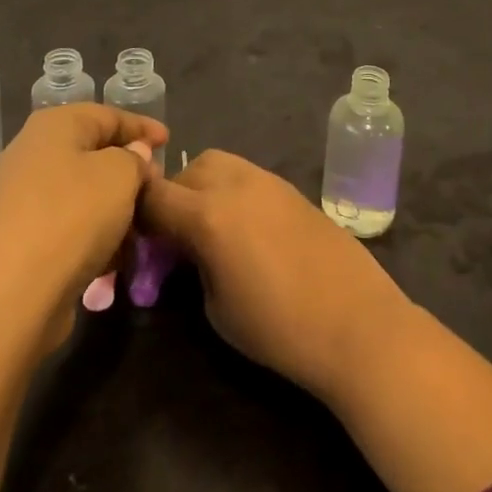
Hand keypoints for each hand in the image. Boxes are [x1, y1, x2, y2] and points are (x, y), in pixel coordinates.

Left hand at [0, 104, 166, 355]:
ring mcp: (17, 200)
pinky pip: (64, 226)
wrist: (8, 299)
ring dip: (111, 207)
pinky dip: (90, 235)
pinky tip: (112, 257)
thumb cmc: (72, 218)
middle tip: (156, 185)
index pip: (107, 115)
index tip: (169, 141)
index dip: (141, 126)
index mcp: (53, 126)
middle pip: (90, 153)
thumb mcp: (120, 176)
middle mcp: (29, 154)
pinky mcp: (14, 242)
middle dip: (127, 169)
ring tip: (140, 227)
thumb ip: (135, 158)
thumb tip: (133, 156)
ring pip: (78, 193)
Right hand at [138, 151, 413, 400]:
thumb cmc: (278, 327)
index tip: (137, 244)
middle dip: (170, 199)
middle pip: (184, 173)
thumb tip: (186, 252)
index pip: (153, 196)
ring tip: (208, 230)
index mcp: (207, 213)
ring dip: (201, 188)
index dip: (136, 217)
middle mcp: (233, 182)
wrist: (355, 321)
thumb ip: (191, 265)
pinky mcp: (289, 186)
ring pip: (217, 164)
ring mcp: (265, 179)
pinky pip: (245, 175)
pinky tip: (243, 229)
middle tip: (173, 239)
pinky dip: (230, 191)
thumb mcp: (215, 306)